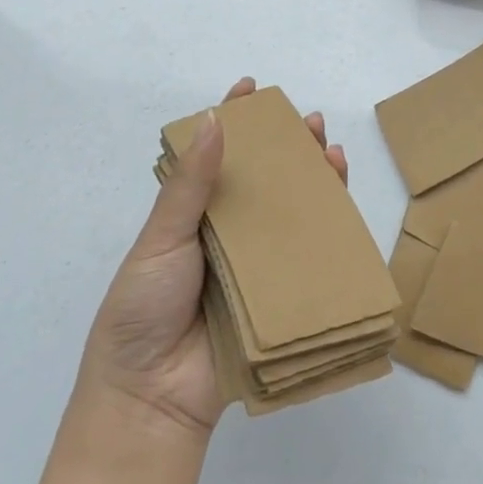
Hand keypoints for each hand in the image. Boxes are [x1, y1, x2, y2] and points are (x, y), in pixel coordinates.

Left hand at [80, 77, 348, 434]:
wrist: (152, 396)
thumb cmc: (142, 309)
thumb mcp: (160, 240)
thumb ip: (189, 186)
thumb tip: (213, 120)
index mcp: (192, 215)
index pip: (215, 156)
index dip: (234, 119)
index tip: (251, 87)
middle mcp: (228, 232)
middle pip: (264, 178)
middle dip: (288, 146)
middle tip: (309, 121)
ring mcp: (257, 261)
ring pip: (292, 209)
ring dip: (314, 177)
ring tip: (330, 148)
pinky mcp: (282, 291)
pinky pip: (309, 251)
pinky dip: (328, 222)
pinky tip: (340, 197)